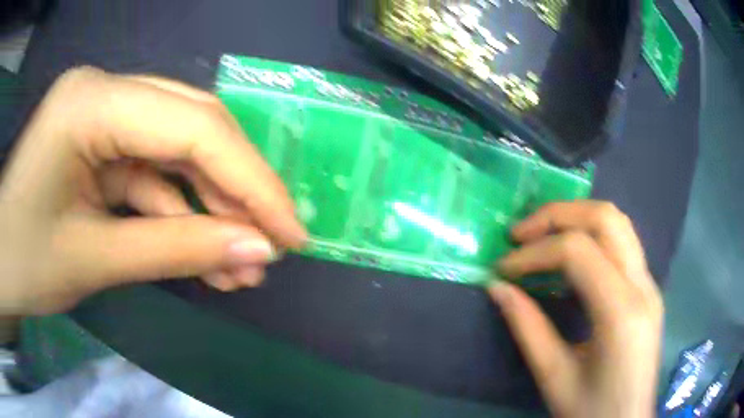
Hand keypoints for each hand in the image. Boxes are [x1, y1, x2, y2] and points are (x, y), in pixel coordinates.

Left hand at [0, 67, 305, 315]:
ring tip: (242, 268)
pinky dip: (180, 217)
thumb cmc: (21, 260)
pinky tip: (205, 258)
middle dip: (237, 191)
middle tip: (272, 247)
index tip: (291, 234)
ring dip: (211, 213)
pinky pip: (152, 175)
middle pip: (192, 128)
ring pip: (177, 155)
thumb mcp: (92, 259)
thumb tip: (256, 252)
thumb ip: (175, 249)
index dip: (251, 182)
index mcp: (91, 102)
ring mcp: (102, 116)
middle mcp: (104, 92)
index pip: (193, 127)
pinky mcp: (100, 145)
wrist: (1, 260)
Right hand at [489, 201, 662, 417]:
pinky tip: (569, 259)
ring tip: (542, 237)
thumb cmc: (591, 412)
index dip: (534, 252)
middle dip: (557, 216)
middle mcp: (642, 285)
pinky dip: (591, 236)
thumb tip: (497, 288)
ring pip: (617, 222)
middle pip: (605, 218)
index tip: (502, 269)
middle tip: (520, 234)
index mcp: (621, 312)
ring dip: (576, 218)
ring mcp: (650, 283)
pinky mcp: (648, 289)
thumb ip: (527, 328)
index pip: (578, 251)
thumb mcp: (554, 377)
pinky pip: (621, 243)